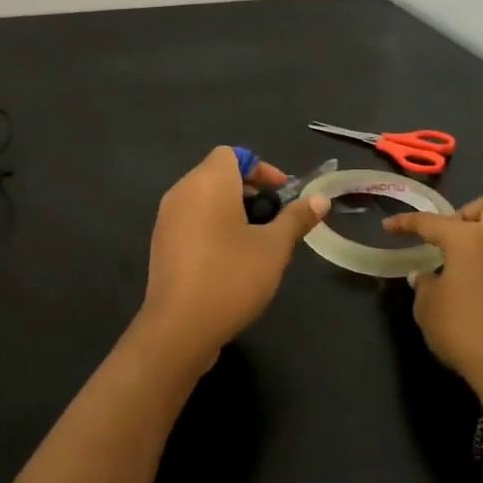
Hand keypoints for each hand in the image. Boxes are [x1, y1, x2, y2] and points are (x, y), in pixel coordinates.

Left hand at [136, 147, 329, 363]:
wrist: (179, 328)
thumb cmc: (231, 277)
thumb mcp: (274, 248)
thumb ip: (296, 218)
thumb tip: (320, 199)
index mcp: (207, 182)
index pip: (232, 154)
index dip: (261, 168)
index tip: (284, 195)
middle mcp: (182, 192)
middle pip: (218, 175)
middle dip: (251, 191)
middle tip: (277, 219)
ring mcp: (167, 219)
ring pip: (205, 200)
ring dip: (233, 210)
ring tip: (259, 242)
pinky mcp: (162, 245)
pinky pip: (192, 221)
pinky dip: (214, 227)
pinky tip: (233, 260)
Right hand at [382, 191, 482, 397]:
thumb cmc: (463, 328)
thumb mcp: (428, 307)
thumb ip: (424, 284)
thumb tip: (424, 276)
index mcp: (469, 238)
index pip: (432, 222)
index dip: (407, 223)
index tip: (389, 227)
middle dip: (470, 211)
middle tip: (450, 237)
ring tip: (461, 262)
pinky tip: (478, 283)